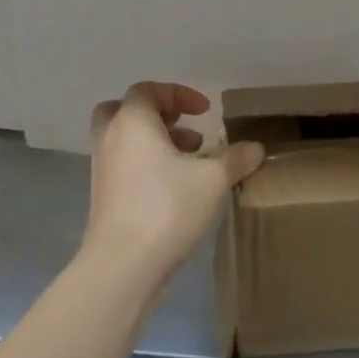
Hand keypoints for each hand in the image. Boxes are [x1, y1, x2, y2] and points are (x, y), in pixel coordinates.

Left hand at [85, 83, 265, 280]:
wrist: (121, 266)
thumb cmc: (166, 208)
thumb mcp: (211, 181)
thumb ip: (235, 160)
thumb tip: (256, 148)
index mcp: (132, 121)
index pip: (148, 90)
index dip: (178, 94)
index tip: (205, 111)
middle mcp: (111, 138)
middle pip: (125, 110)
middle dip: (156, 114)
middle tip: (182, 127)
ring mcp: (102, 169)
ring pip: (123, 140)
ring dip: (152, 142)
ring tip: (188, 161)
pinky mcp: (102, 198)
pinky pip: (122, 166)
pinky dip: (143, 166)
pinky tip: (172, 188)